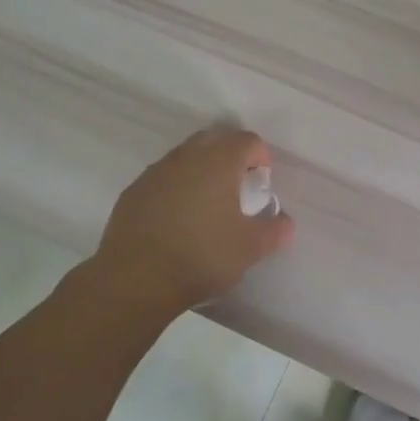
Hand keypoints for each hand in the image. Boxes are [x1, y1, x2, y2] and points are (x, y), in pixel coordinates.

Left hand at [89, 128, 295, 310]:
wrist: (135, 280)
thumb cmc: (202, 256)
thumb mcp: (250, 249)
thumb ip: (274, 231)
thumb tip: (286, 223)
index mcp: (219, 162)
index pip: (248, 140)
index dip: (261, 158)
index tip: (262, 185)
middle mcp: (186, 157)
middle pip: (214, 140)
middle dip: (230, 157)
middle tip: (238, 188)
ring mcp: (155, 173)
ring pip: (185, 157)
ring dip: (201, 171)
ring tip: (207, 206)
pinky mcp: (133, 192)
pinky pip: (162, 178)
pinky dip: (175, 188)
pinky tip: (177, 220)